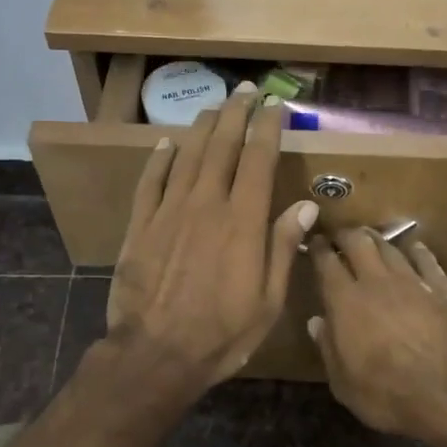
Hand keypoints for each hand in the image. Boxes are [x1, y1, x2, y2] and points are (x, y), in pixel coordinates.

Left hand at [105, 88, 318, 403]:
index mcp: (243, 222)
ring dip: (202, 127)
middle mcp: (206, 204)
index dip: (268, 128)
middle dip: (235, 114)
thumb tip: (306, 205)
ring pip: (187, 155)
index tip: (276, 106)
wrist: (155, 356)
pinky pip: (150, 181)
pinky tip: (167, 143)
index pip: (258, 160)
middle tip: (245, 90)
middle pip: (222, 146)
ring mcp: (169, 212)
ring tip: (214, 106)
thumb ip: (284, 247)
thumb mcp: (268, 301)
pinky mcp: (140, 225)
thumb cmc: (221, 334)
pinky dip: (160, 158)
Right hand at [307, 229, 446, 446]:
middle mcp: (376, 282)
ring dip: (376, 238)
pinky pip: (425, 259)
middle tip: (340, 236)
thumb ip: (327, 347)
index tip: (313, 242)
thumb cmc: (387, 395)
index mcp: (345, 302)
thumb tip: (316, 321)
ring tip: (370, 237)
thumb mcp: (343, 383)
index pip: (326, 262)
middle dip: (345, 234)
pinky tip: (413, 248)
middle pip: (358, 242)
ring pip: (390, 246)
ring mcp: (412, 281)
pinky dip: (415, 250)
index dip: (317, 248)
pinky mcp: (441, 288)